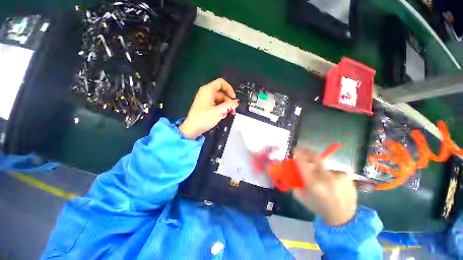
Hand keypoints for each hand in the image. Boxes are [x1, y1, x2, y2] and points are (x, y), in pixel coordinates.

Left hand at [179, 78, 238, 138]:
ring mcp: (205, 99)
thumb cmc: (205, 118)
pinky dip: (220, 109)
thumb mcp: (219, 111)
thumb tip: (236, 102)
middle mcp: (206, 92)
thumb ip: (229, 105)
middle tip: (233, 111)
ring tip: (227, 115)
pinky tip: (221, 116)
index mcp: (208, 90)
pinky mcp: (204, 106)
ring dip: (225, 107)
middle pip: (221, 93)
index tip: (234, 98)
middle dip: (228, 102)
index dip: (229, 89)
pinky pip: (215, 104)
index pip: (221, 82)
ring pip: (219, 100)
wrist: (192, 128)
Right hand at [293, 148, 357, 225]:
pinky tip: (334, 185)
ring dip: (320, 171)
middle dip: (307, 151)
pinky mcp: (346, 176)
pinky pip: (333, 172)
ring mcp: (338, 176)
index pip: (302, 163)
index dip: (298, 154)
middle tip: (303, 150)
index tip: (295, 150)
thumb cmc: (320, 207)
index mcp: (313, 184)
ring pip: (323, 167)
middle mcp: (326, 178)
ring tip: (323, 182)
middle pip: (315, 157)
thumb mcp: (302, 198)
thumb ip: (295, 185)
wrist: (344, 218)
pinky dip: (331, 176)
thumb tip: (291, 174)